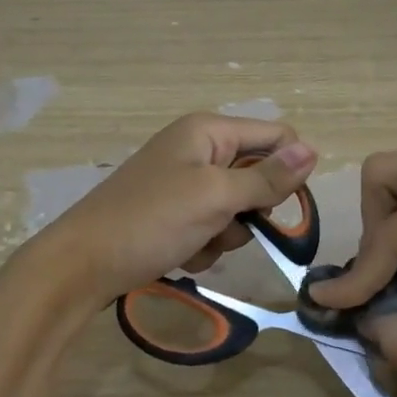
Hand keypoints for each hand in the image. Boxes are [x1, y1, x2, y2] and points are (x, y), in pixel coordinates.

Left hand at [27, 113, 316, 306]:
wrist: (82, 265)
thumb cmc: (151, 221)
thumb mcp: (215, 197)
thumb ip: (266, 177)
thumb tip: (314, 150)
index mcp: (208, 131)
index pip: (276, 137)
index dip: (287, 171)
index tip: (280, 208)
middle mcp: (198, 149)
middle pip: (257, 176)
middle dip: (249, 210)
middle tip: (226, 225)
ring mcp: (183, 183)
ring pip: (236, 208)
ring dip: (225, 234)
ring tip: (196, 243)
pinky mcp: (172, 213)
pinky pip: (210, 227)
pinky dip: (204, 245)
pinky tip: (180, 255)